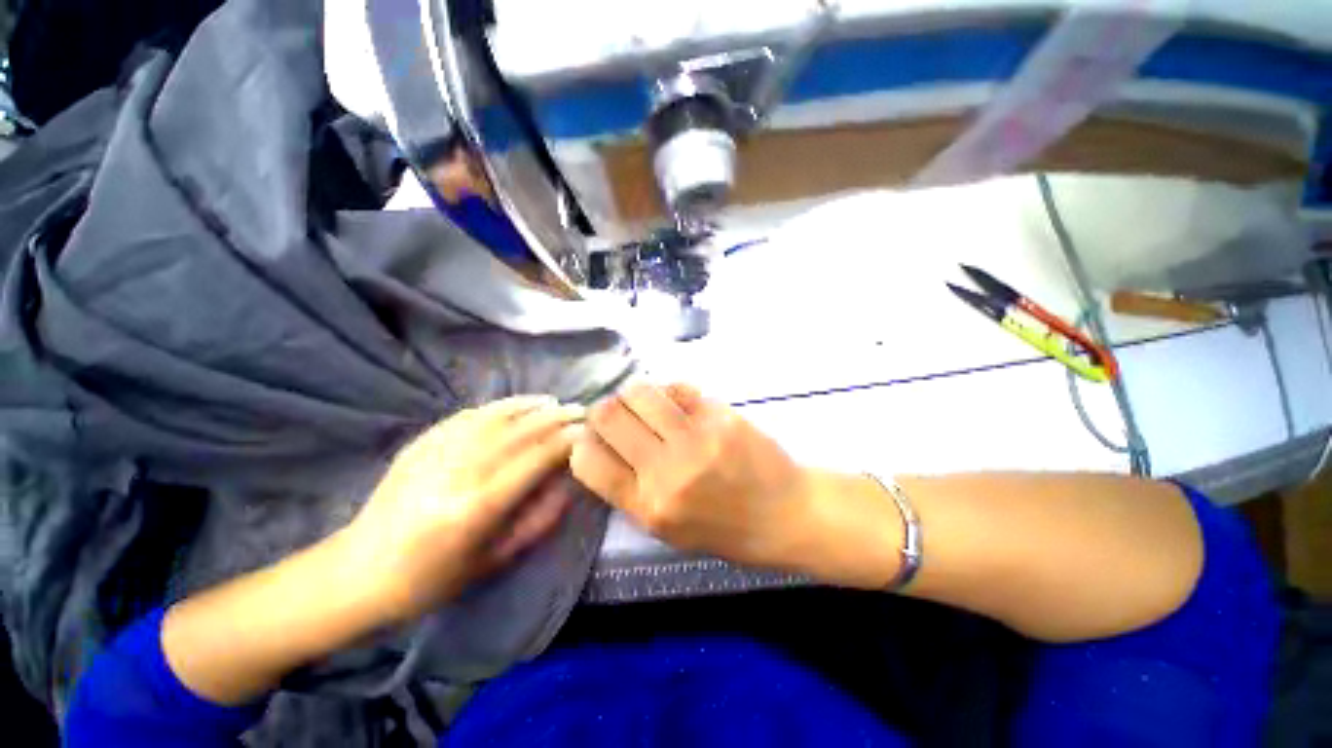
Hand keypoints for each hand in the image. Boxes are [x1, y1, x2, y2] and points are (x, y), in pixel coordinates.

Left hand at [343, 396, 585, 621]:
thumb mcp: (494, 561)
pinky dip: (498, 406)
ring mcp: (435, 453)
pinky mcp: (420, 443)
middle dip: (555, 417)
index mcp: (477, 507)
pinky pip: (467, 416)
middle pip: (519, 432)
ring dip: (529, 406)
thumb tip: (568, 482)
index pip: (535, 459)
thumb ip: (539, 520)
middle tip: (580, 410)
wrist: (357, 573)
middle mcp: (458, 472)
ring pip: (495, 416)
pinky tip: (515, 405)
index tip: (588, 431)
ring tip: (554, 402)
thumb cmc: (431, 580)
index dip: (566, 440)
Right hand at [570, 383, 814, 571]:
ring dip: (634, 394)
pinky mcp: (720, 415)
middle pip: (609, 416)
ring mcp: (696, 438)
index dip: (583, 443)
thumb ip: (630, 491)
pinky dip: (668, 391)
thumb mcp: (668, 530)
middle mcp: (667, 470)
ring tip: (645, 404)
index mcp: (649, 507)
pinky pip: (677, 387)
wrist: (785, 514)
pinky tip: (676, 402)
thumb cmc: (725, 530)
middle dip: (604, 410)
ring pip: (640, 392)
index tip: (592, 438)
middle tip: (616, 414)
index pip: (589, 462)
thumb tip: (600, 447)